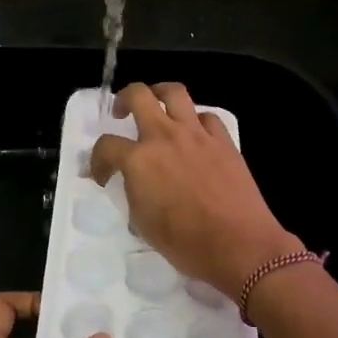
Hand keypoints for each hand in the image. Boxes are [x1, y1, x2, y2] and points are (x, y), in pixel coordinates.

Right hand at [89, 81, 301, 299]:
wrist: (240, 245)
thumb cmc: (186, 243)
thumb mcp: (143, 223)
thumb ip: (133, 192)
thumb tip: (133, 181)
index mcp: (139, 160)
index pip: (106, 145)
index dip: (97, 160)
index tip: (102, 175)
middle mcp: (165, 136)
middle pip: (138, 95)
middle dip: (124, 99)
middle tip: (122, 113)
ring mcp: (196, 134)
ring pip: (175, 92)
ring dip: (159, 94)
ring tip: (157, 106)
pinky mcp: (223, 140)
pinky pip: (206, 116)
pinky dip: (196, 120)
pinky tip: (194, 134)